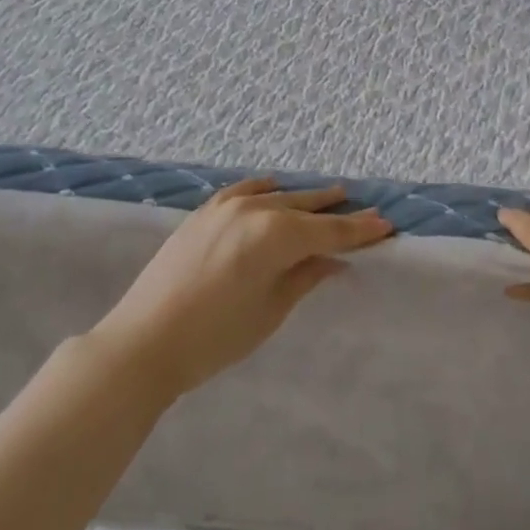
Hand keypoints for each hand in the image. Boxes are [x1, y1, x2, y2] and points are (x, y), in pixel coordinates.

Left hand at [88, 178, 392, 402]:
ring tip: (332, 195)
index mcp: (275, 235)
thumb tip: (335, 259)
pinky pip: (246, 190)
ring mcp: (226, 206)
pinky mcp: (204, 212)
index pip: (329, 232)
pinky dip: (266, 189)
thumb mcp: (270, 311)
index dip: (359, 231)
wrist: (142, 341)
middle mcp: (255, 209)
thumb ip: (305, 277)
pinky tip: (275, 188)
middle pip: (306, 208)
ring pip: (278, 195)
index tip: (386, 225)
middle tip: (366, 210)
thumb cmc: (214, 337)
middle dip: (337, 211)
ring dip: (305, 198)